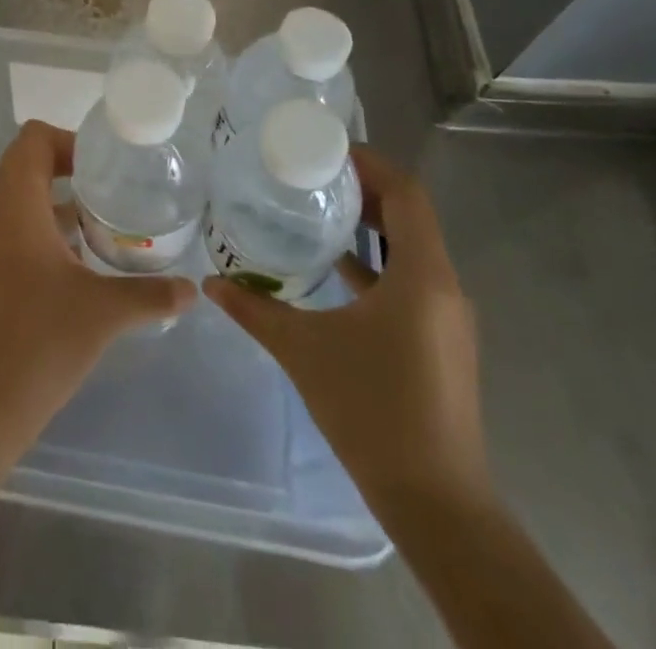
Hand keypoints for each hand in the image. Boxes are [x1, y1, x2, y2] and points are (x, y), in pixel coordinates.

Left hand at [0, 121, 196, 451]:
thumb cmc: (43, 342)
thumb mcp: (105, 312)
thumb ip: (151, 294)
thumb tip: (193, 289)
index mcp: (17, 210)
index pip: (29, 141)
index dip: (65, 139)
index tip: (102, 163)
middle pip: (22, 162)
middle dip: (63, 161)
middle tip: (106, 180)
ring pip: (19, 195)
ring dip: (56, 193)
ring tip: (102, 213)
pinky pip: (18, 225)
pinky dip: (47, 223)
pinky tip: (83, 255)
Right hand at [203, 147, 490, 518]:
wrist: (436, 504)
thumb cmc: (373, 410)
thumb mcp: (303, 350)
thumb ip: (255, 308)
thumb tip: (210, 283)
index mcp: (423, 276)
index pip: (407, 194)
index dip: (370, 164)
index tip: (326, 151)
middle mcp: (444, 287)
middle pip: (410, 216)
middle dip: (364, 190)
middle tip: (312, 175)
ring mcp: (445, 318)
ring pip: (411, 250)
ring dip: (370, 227)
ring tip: (317, 212)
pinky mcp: (440, 342)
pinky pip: (410, 281)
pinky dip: (375, 264)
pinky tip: (334, 270)